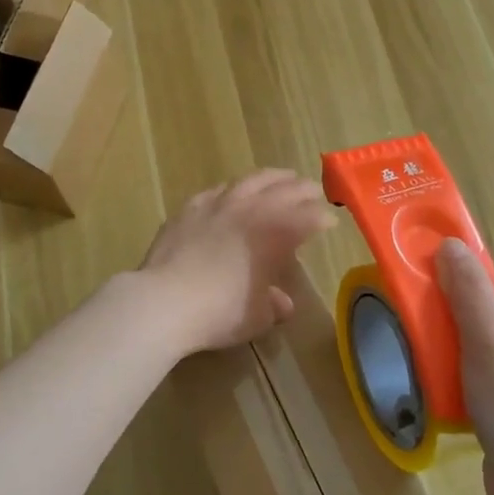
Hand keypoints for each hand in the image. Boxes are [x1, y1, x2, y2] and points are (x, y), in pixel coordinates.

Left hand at [140, 170, 336, 355]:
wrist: (164, 300)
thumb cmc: (219, 312)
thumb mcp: (257, 317)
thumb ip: (273, 305)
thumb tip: (282, 302)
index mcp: (276, 233)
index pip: (308, 217)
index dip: (322, 218)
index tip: (330, 221)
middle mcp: (251, 210)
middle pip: (284, 190)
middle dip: (304, 190)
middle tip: (314, 192)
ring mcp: (218, 204)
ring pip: (251, 180)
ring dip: (272, 178)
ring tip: (282, 177)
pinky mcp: (190, 208)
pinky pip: (218, 190)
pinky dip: (233, 189)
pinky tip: (232, 192)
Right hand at [435, 239, 493, 494]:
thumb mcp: (486, 336)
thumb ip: (467, 288)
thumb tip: (451, 244)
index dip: (469, 302)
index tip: (443, 319)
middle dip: (463, 335)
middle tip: (438, 348)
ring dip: (464, 365)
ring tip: (442, 378)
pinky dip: (475, 392)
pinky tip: (456, 405)